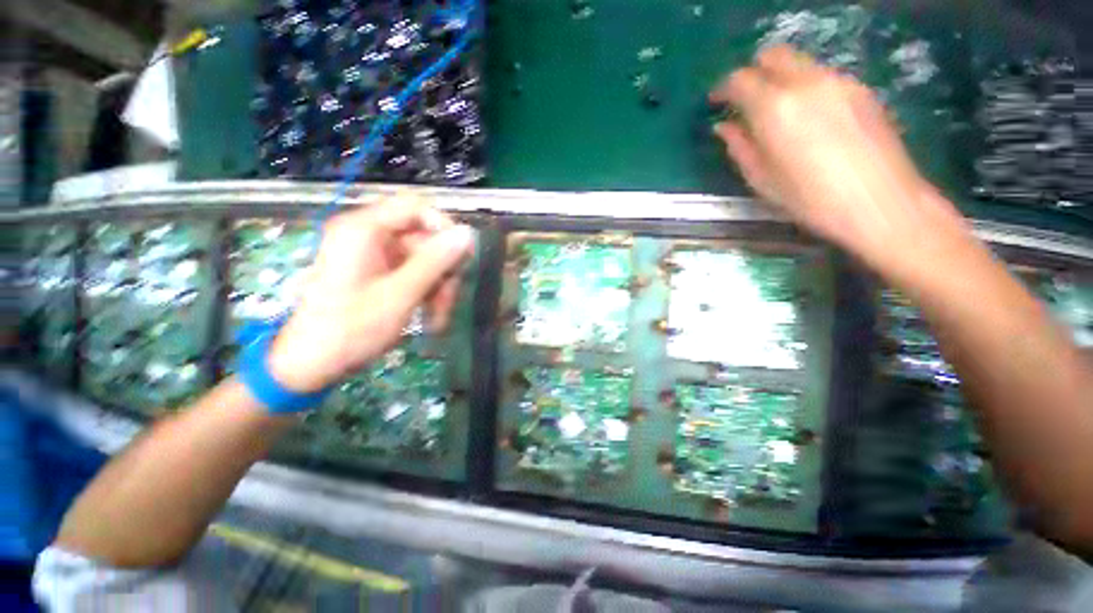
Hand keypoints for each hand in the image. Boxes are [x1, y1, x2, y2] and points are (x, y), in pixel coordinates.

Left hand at [266, 197, 474, 391]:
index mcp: (364, 229)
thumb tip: (467, 234)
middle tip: (450, 300)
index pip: (416, 207)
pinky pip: (413, 274)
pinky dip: (426, 293)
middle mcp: (369, 235)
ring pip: (424, 260)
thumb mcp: (400, 294)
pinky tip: (430, 318)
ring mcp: (373, 255)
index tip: (462, 257)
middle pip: (424, 238)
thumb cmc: (350, 329)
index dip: (444, 228)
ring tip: (439, 319)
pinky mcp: (377, 273)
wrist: (310, 365)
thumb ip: (435, 261)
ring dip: (438, 288)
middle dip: (442, 270)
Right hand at [709, 45, 966, 269]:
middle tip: (745, 98)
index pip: (741, 80)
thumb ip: (740, 147)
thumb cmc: (811, 199)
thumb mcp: (762, 180)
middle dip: (753, 72)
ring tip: (776, 110)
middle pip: (773, 55)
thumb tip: (724, 126)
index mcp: (775, 108)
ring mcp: (838, 81)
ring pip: (799, 62)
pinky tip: (807, 116)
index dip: (723, 88)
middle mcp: (806, 83)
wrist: (881, 202)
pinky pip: (822, 75)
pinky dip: (805, 86)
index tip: (716, 101)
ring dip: (780, 78)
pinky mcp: (860, 89)